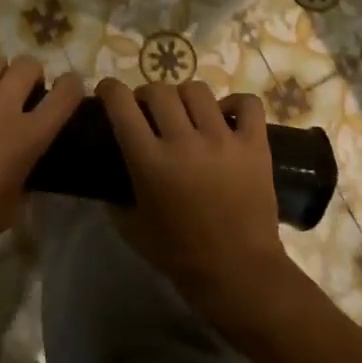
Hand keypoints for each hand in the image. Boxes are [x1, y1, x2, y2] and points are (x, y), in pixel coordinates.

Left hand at [0, 54, 82, 280]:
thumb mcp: (13, 205)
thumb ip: (24, 173)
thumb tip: (22, 160)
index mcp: (28, 136)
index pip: (65, 94)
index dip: (70, 86)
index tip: (66, 87)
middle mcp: (1, 107)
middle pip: (28, 66)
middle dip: (29, 75)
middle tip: (17, 91)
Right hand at [96, 77, 295, 327]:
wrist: (238, 272)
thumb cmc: (180, 254)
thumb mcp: (132, 227)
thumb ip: (115, 196)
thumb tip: (106, 176)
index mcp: (150, 160)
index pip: (122, 105)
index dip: (110, 90)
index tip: (108, 92)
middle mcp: (184, 140)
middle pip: (159, 90)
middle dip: (147, 95)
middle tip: (148, 110)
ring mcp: (223, 139)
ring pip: (198, 90)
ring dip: (185, 97)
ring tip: (187, 113)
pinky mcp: (255, 145)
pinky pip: (247, 104)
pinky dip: (235, 104)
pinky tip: (227, 117)